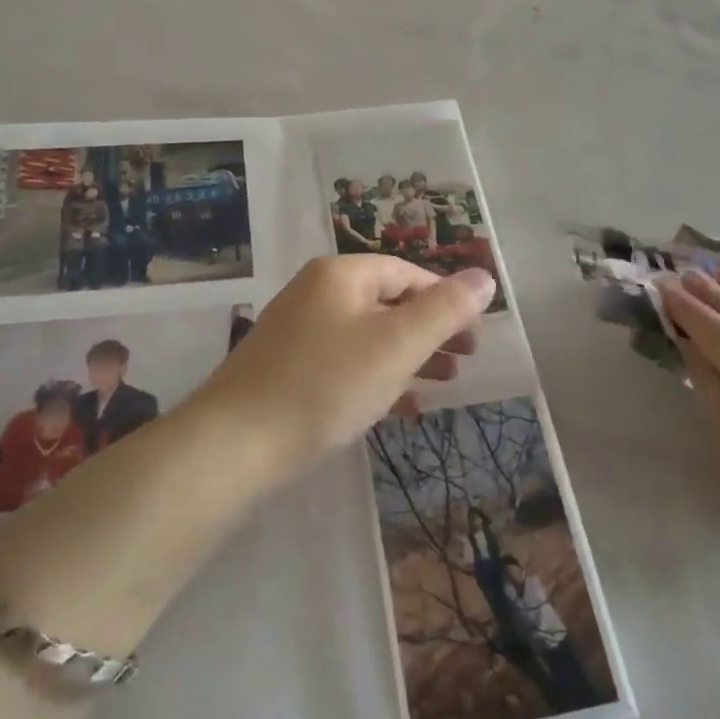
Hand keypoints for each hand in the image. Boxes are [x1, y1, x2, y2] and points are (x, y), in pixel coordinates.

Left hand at [198, 255, 495, 473]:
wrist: (234, 444)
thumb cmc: (325, 385)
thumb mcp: (396, 345)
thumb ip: (444, 310)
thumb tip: (484, 275)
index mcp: (340, 275)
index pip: (407, 274)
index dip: (446, 299)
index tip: (474, 335)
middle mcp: (316, 293)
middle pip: (388, 302)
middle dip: (430, 330)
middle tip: (465, 360)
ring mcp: (297, 331)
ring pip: (367, 334)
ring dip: (408, 354)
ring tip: (443, 383)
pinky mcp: (286, 368)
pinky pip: (344, 362)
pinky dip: (376, 375)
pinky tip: (399, 405)